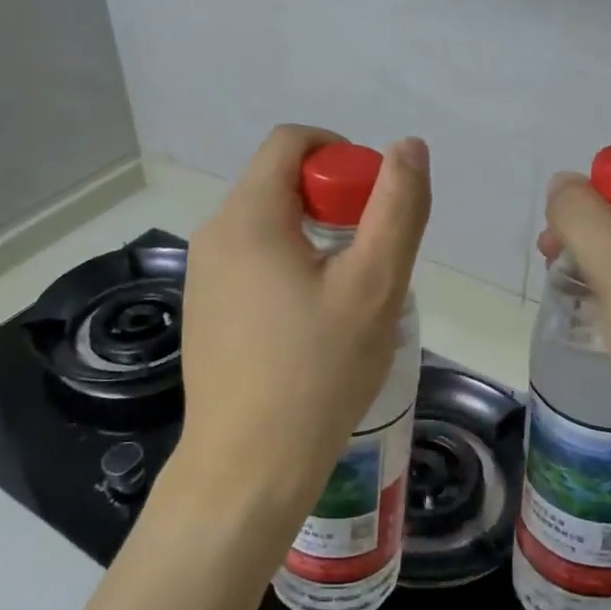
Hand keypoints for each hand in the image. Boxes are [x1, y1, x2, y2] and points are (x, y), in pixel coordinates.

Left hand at [171, 125, 430, 542]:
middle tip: (370, 260)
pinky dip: (291, 270)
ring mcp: (203, 276)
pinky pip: (254, 264)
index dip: (342, 154)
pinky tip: (313, 326)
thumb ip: (397, 208)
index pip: (292, 141)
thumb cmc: (317, 372)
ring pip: (270, 226)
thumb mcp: (374, 285)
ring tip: (348, 298)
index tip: (374, 204)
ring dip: (316, 241)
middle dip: (334, 204)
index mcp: (248, 215)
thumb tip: (407, 146)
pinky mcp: (205, 310)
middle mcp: (214, 234)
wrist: (248, 467)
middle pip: (281, 183)